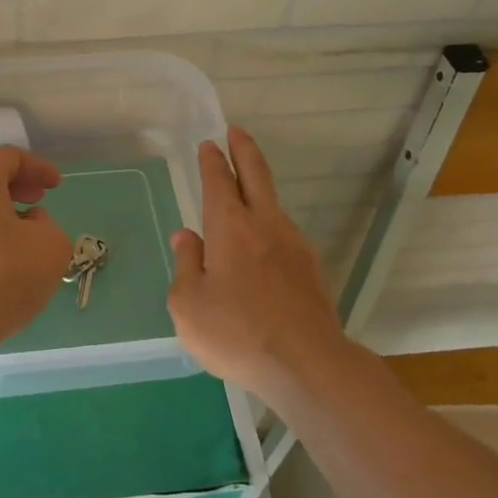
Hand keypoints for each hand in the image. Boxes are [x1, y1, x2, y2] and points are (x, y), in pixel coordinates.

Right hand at [168, 127, 350, 396]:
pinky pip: (284, 235)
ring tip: (244, 194)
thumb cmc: (236, 333)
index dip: (212, 160)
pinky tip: (261, 247)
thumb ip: (186, 265)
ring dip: (258, 189)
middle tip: (236, 131)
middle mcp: (265, 225)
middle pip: (256, 175)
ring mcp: (294, 245)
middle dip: (244, 149)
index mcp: (230, 227)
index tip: (209, 144)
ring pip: (273, 205)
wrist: (307, 365)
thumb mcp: (188, 304)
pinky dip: (269, 226)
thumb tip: (186, 237)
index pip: (219, 181)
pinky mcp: (311, 269)